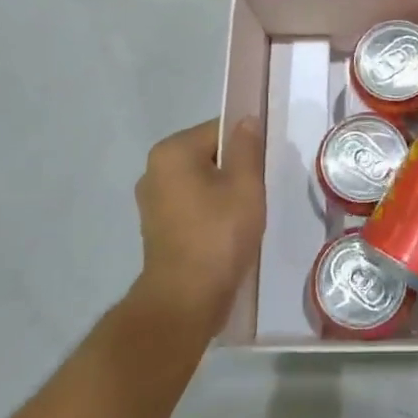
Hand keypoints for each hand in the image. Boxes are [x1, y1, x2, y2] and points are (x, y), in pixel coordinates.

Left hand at [132, 117, 266, 336]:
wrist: (186, 298)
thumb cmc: (219, 234)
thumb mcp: (245, 185)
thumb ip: (247, 147)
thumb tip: (247, 120)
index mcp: (172, 152)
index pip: (219, 130)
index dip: (247, 145)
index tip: (264, 168)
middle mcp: (154, 170)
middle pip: (209, 155)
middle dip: (235, 170)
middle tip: (258, 192)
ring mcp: (152, 201)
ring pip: (201, 182)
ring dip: (224, 192)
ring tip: (246, 215)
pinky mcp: (157, 227)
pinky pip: (192, 205)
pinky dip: (210, 212)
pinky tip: (228, 231)